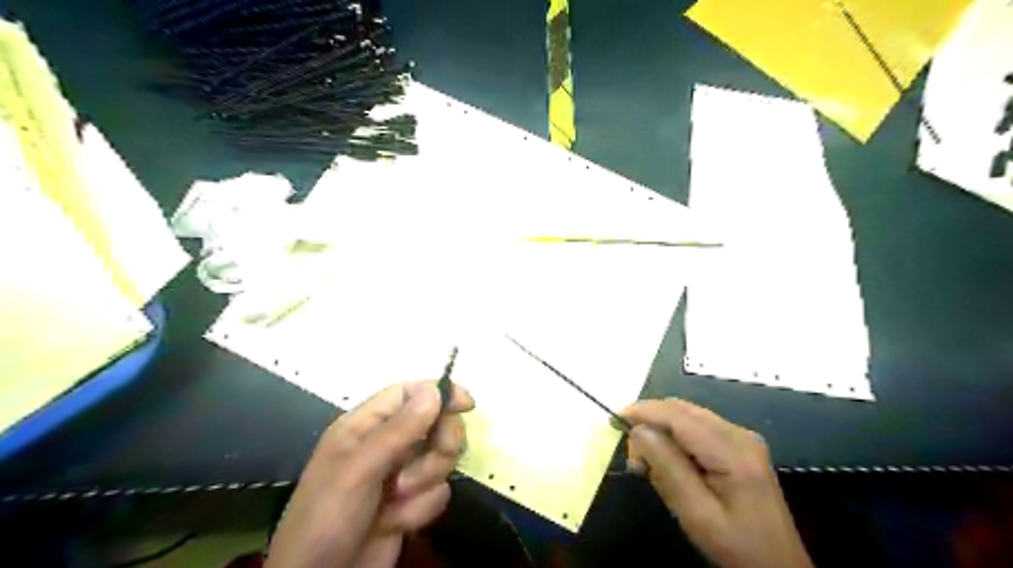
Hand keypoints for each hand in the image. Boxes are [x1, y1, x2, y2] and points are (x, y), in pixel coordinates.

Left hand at [269, 381, 475, 566]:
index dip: (439, 393)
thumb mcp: (360, 470)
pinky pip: (437, 491)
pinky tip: (396, 523)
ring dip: (427, 479)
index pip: (409, 393)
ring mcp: (400, 473)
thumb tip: (434, 390)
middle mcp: (386, 443)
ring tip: (399, 499)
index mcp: (365, 425)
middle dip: (440, 443)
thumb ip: (399, 430)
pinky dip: (422, 507)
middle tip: (438, 457)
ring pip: (440, 457)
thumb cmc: (328, 517)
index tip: (467, 405)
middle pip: (434, 423)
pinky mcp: (410, 501)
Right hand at [622, 400, 812, 567]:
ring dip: (661, 429)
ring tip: (647, 462)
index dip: (643, 411)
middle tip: (632, 455)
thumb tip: (639, 430)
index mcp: (732, 450)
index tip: (614, 419)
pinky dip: (675, 436)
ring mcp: (742, 437)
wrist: (778, 567)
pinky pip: (697, 427)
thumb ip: (667, 467)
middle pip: (682, 409)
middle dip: (650, 422)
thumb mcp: (696, 513)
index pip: (678, 415)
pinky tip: (668, 460)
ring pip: (687, 415)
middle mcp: (739, 433)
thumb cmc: (736, 546)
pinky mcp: (739, 444)